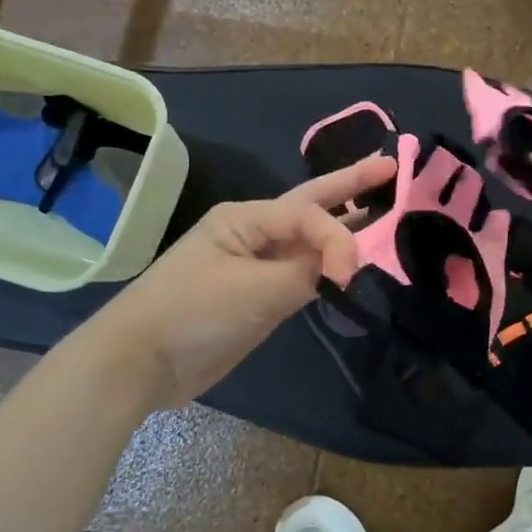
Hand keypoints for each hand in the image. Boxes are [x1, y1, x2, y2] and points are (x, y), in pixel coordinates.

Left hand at [91, 153, 396, 408]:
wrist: (141, 364)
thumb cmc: (192, 313)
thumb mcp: (255, 290)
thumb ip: (307, 273)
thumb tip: (343, 267)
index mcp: (246, 218)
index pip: (308, 215)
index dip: (338, 239)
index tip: (348, 277)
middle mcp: (255, 233)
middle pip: (312, 205)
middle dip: (351, 185)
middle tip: (390, 167)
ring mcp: (258, 265)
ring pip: (310, 240)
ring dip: (345, 226)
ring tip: (384, 208)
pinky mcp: (261, 297)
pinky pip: (304, 273)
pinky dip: (330, 266)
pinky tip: (353, 263)